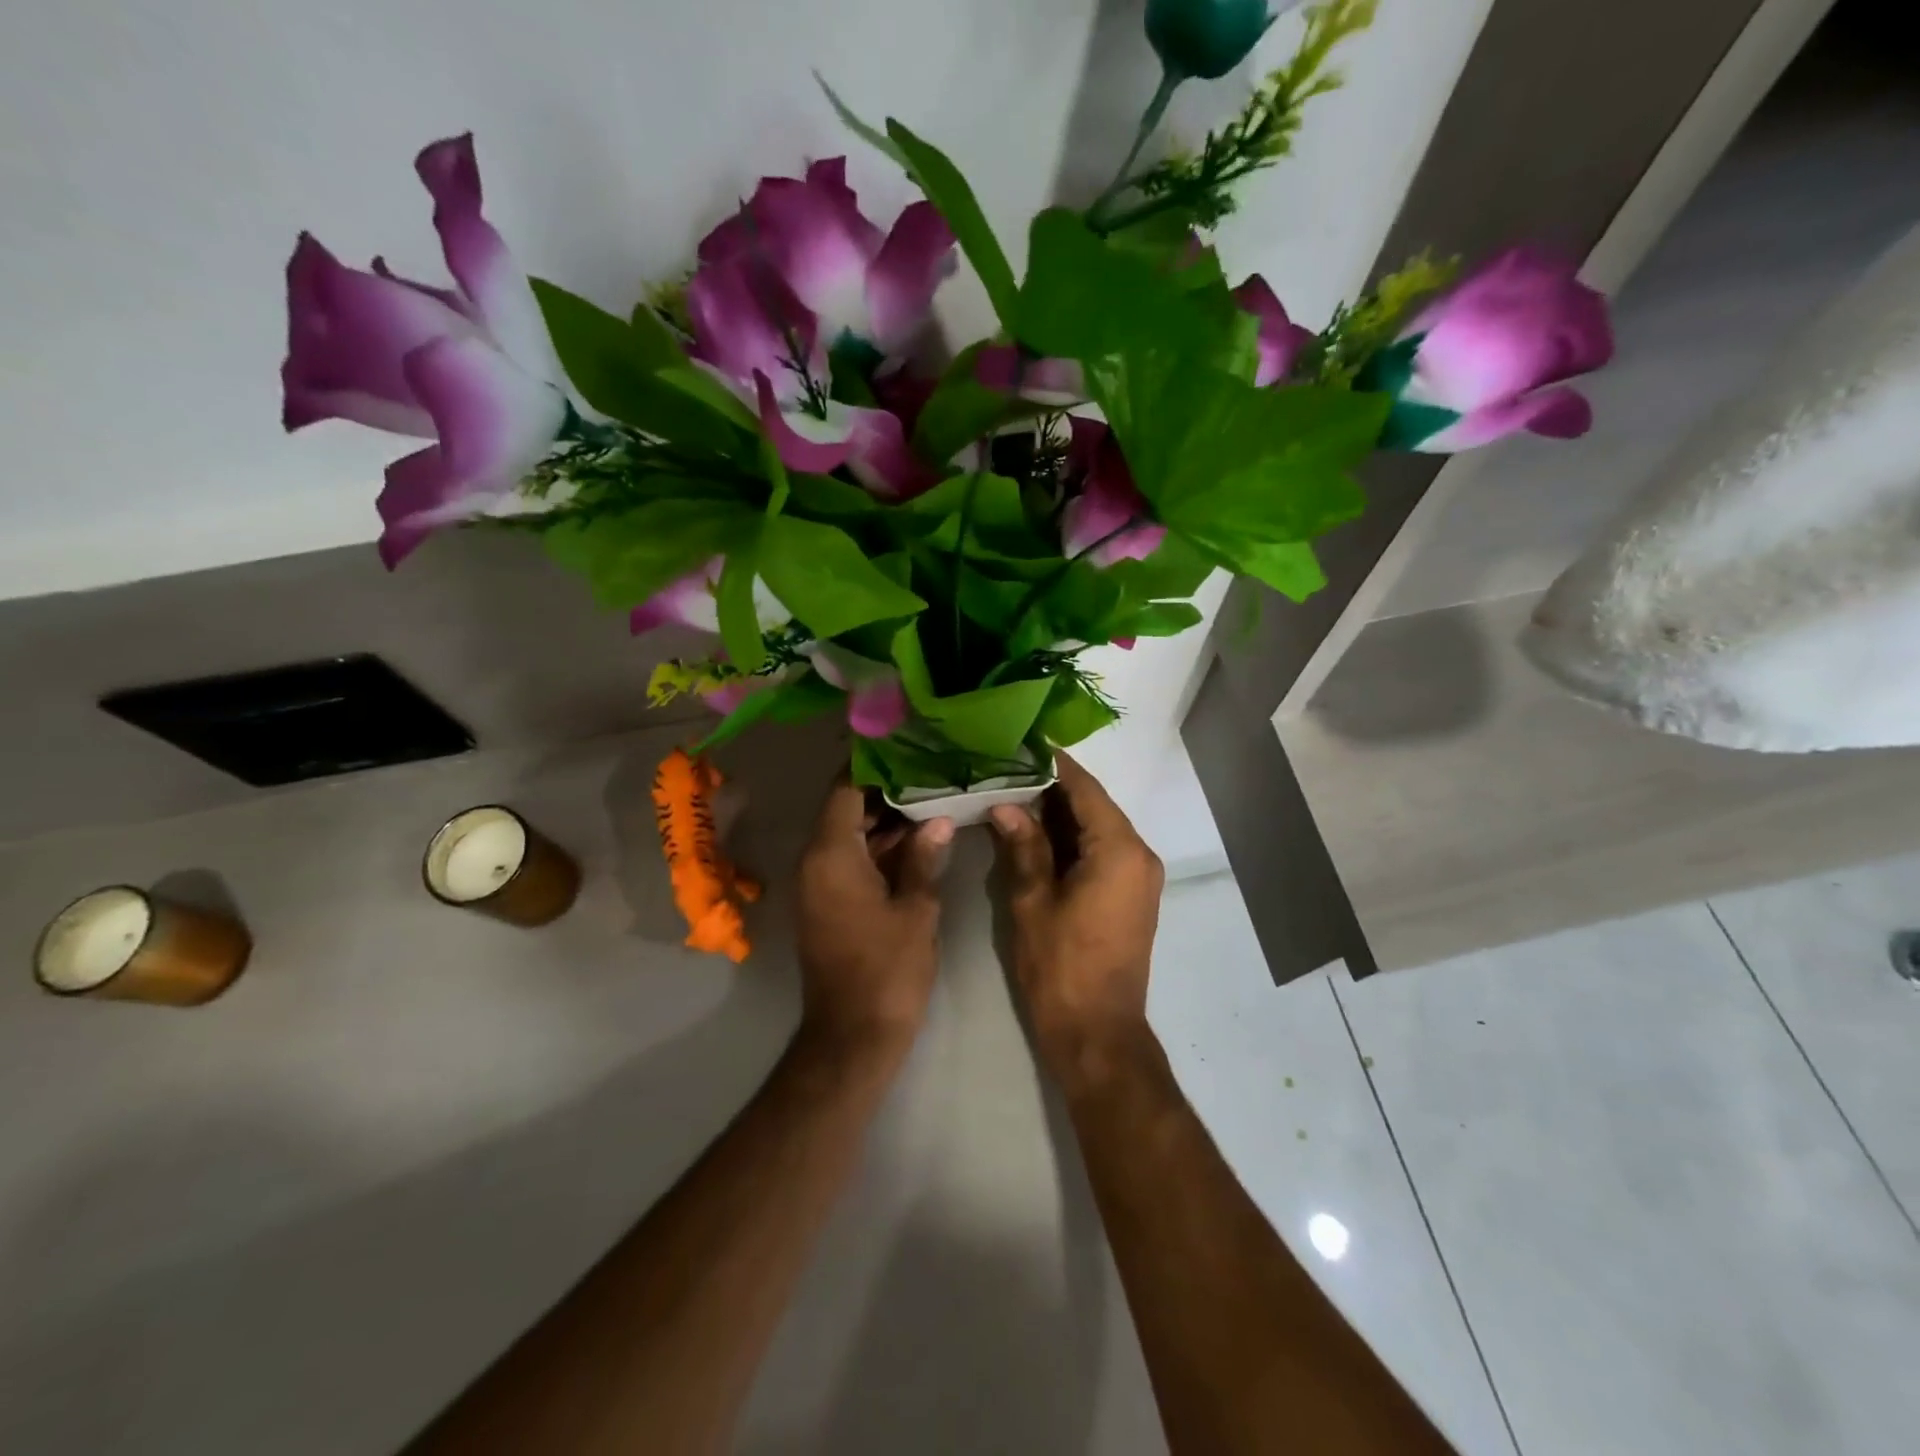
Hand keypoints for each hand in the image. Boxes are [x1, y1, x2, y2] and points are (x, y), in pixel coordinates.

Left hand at [794, 780, 951, 1063]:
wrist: (853, 1035)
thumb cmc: (887, 969)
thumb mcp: (916, 909)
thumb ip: (924, 858)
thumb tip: (938, 821)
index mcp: (831, 855)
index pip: (844, 790)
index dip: (872, 767)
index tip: (905, 748)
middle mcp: (815, 862)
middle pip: (846, 811)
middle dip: (885, 794)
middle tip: (928, 774)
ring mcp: (818, 885)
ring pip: (849, 837)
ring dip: (884, 823)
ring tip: (930, 801)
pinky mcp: (826, 905)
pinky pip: (848, 862)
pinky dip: (877, 850)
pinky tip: (916, 843)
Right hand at [990, 753, 1164, 1077]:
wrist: (1098, 1034)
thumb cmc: (1061, 967)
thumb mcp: (1032, 902)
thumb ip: (1023, 846)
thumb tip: (1006, 805)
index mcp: (1119, 850)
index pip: (1085, 789)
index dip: (1053, 765)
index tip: (1021, 744)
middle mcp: (1139, 855)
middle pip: (1094, 806)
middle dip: (1051, 789)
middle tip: (1006, 771)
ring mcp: (1140, 877)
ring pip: (1098, 828)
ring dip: (1060, 814)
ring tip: (1013, 795)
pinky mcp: (1132, 896)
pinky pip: (1103, 851)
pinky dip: (1073, 839)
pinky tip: (1036, 834)